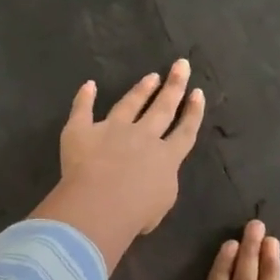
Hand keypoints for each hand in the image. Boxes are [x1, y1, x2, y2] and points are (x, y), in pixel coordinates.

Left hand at [31, 60, 204, 271]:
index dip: (193, 113)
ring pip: (130, 104)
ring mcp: (112, 130)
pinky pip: (82, 110)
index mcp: (166, 158)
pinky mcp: (82, 131)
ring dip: (141, 89)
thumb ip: (161, 186)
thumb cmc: (135, 213)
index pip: (184, 132)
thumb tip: (154, 179)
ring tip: (151, 76)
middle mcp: (142, 137)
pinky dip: (84, 97)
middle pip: (162, 108)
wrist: (101, 204)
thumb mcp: (160, 205)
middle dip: (174, 86)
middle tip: (181, 65)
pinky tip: (88, 84)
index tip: (197, 93)